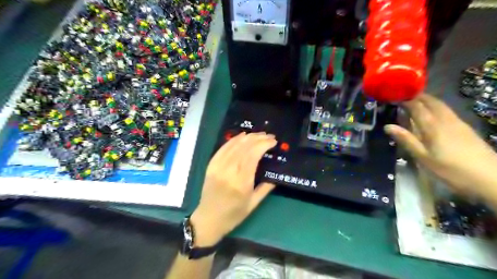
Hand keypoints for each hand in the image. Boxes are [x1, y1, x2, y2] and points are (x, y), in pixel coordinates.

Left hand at [189, 132, 276, 245]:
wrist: (208, 219)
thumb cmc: (233, 214)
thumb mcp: (254, 204)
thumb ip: (266, 187)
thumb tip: (276, 173)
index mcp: (241, 182)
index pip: (253, 155)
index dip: (264, 145)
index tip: (273, 141)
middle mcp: (229, 171)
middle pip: (244, 147)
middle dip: (259, 138)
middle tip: (269, 136)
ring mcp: (218, 166)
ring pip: (234, 145)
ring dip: (248, 137)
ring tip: (259, 134)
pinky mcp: (211, 165)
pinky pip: (223, 148)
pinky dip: (234, 140)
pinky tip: (242, 136)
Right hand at [384, 95, 496, 197]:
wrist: (491, 178)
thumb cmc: (451, 170)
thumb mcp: (423, 157)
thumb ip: (406, 140)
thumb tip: (387, 126)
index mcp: (433, 126)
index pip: (417, 107)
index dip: (405, 100)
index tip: (394, 97)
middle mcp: (446, 120)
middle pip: (431, 102)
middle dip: (417, 97)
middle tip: (403, 97)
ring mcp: (458, 123)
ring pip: (441, 105)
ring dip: (427, 100)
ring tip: (415, 102)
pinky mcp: (465, 128)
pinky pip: (447, 111)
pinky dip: (436, 107)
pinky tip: (433, 114)